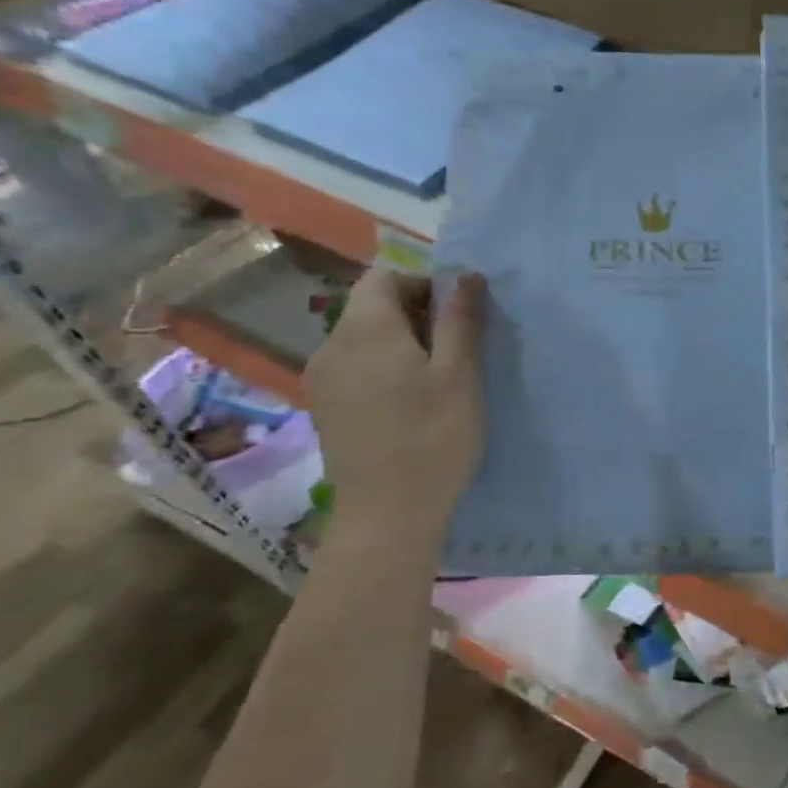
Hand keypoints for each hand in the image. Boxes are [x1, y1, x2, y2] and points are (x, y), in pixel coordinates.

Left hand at [306, 269, 486, 543]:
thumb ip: (460, 319)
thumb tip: (464, 274)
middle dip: (416, 315)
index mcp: (366, 327)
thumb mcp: (460, 374)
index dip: (425, 284)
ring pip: (363, 339)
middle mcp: (332, 343)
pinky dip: (382, 370)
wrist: (388, 513)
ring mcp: (322, 378)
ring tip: (437, 380)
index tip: (459, 316)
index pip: (386, 276)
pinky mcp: (325, 408)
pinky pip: (355, 368)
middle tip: (457, 350)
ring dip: (400, 344)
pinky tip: (408, 405)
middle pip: (372, 306)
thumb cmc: (434, 437)